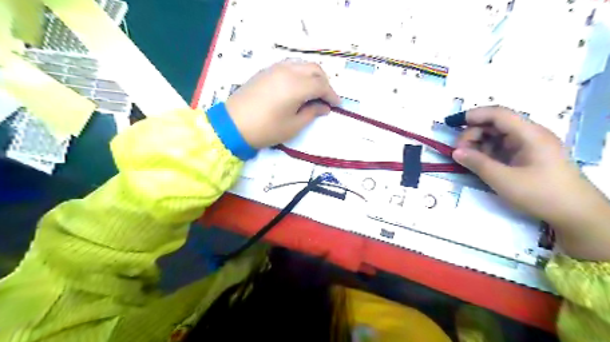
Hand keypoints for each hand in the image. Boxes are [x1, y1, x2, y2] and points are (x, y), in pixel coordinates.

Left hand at [225, 60, 340, 148]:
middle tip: (326, 98)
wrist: (233, 125)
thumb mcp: (293, 125)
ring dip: (313, 75)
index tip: (337, 105)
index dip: (332, 95)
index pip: (322, 85)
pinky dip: (300, 73)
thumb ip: (312, 113)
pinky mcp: (266, 71)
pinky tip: (298, 87)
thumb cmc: (266, 129)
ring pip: (302, 64)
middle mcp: (288, 71)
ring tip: (314, 92)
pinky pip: (290, 66)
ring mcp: (275, 68)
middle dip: (324, 82)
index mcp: (297, 86)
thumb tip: (324, 107)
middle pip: (315, 69)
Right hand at [454, 105, 609, 259]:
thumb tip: (456, 152)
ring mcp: (529, 146)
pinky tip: (478, 162)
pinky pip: (502, 147)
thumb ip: (478, 163)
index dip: (474, 115)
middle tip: (459, 152)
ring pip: (497, 136)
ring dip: (478, 144)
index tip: (452, 123)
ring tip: (466, 159)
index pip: (498, 114)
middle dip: (473, 134)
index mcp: (529, 135)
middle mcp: (530, 135)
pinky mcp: (527, 156)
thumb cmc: (541, 194)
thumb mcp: (504, 180)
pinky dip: (487, 152)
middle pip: (495, 124)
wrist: (576, 214)